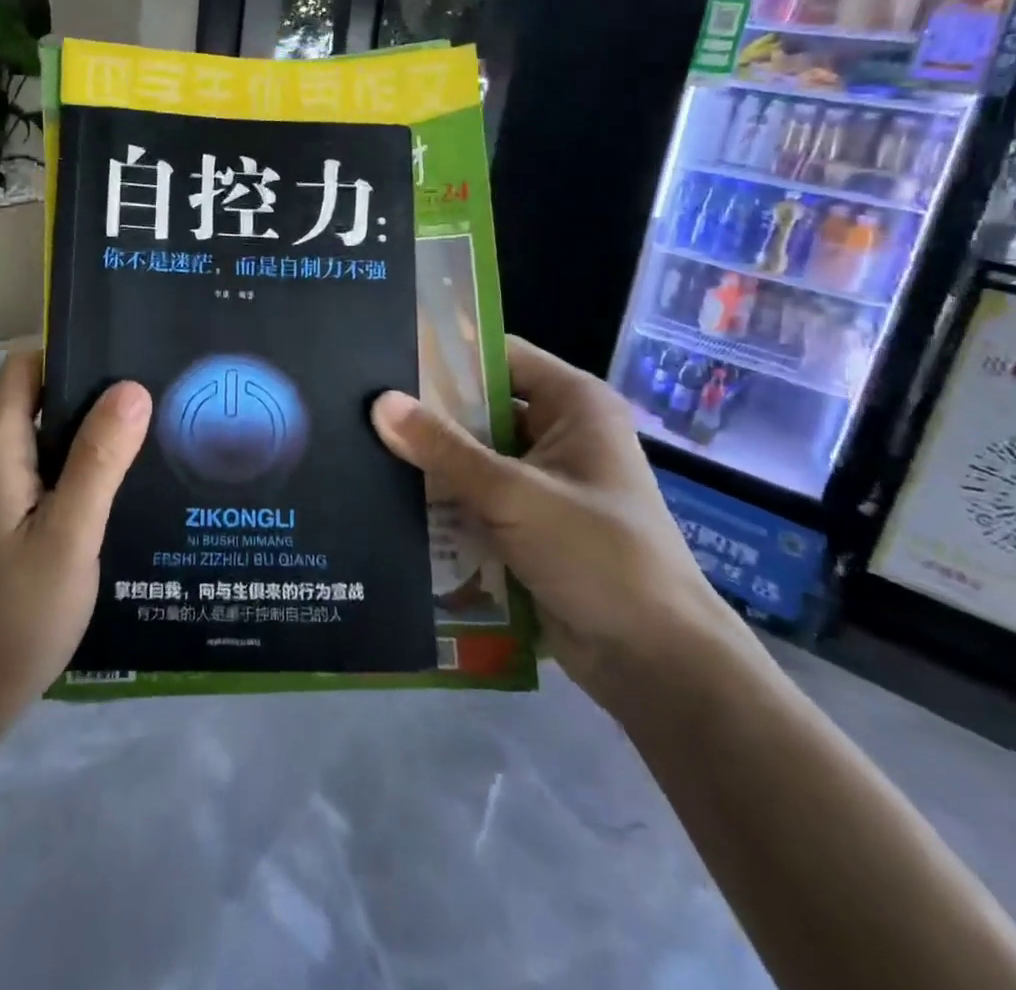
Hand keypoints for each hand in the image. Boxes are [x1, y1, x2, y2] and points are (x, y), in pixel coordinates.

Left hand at [0, 349, 150, 758]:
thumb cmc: (9, 617)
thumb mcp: (68, 536)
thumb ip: (99, 460)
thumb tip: (132, 388)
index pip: (26, 366)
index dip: (73, 354)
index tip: (130, 361)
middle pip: (38, 400)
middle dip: (94, 397)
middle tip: (160, 403)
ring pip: (43, 442)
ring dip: (90, 439)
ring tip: (153, 441)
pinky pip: (41, 478)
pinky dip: (77, 475)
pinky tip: (121, 494)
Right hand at [372, 335, 734, 706]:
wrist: (655, 663)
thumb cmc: (598, 556)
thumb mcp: (515, 494)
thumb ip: (445, 449)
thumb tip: (379, 403)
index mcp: (573, 404)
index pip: (499, 355)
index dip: (447, 352)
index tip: (386, 355)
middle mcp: (559, 432)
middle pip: (480, 406)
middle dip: (427, 412)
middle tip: (360, 405)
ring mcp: (543, 481)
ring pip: (473, 455)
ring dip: (430, 461)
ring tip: (362, 447)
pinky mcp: (528, 523)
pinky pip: (475, 497)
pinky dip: (443, 499)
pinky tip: (390, 497)